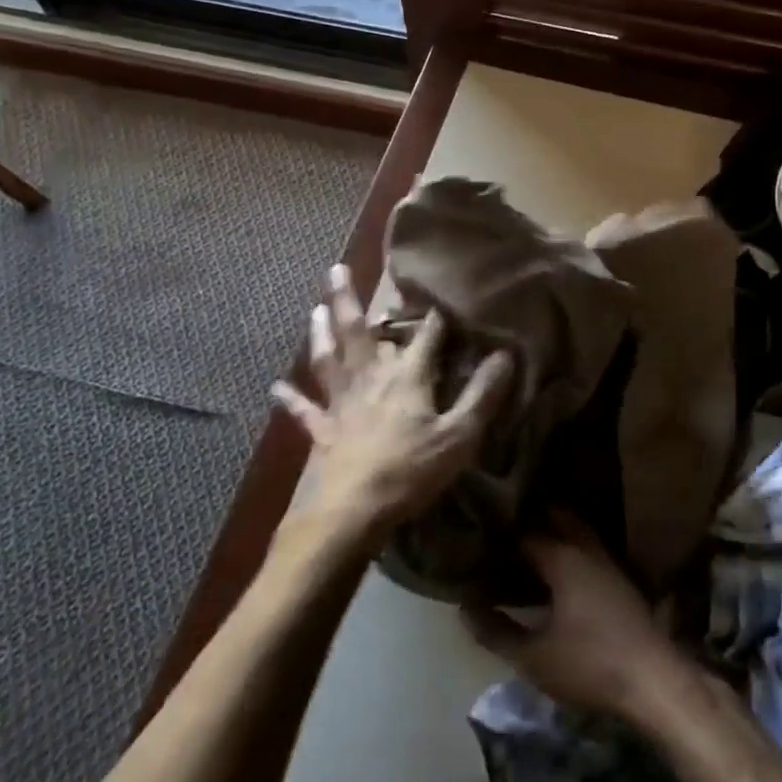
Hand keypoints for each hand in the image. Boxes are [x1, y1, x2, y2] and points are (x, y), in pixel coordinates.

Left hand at [273, 264, 512, 543]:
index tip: (441, 291)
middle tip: (335, 268)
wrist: (350, 512)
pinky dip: (290, 398)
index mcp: (406, 377)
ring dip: (320, 333)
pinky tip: (275, 388)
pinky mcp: (321, 430)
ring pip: (328, 358)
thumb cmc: (410, 471)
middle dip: (348, 299)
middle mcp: (370, 378)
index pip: (426, 336)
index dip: (436, 315)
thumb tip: (506, 354)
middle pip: (358, 332)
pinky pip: (303, 410)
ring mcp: (341, 402)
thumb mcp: (460, 435)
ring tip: (315, 310)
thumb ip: (483, 394)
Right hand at [465, 514, 689, 721]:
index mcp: (563, 558)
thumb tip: (464, 609)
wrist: (652, 680)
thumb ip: (497, 631)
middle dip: (533, 517)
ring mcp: (608, 563)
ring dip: (555, 531)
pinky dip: (571, 549)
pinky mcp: (621, 580)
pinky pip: (589, 550)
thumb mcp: (534, 656)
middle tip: (504, 527)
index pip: (525, 532)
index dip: (501, 533)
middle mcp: (587, 550)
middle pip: (558, 518)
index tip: (478, 535)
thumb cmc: (589, 665)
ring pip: (578, 532)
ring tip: (527, 545)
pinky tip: (558, 572)